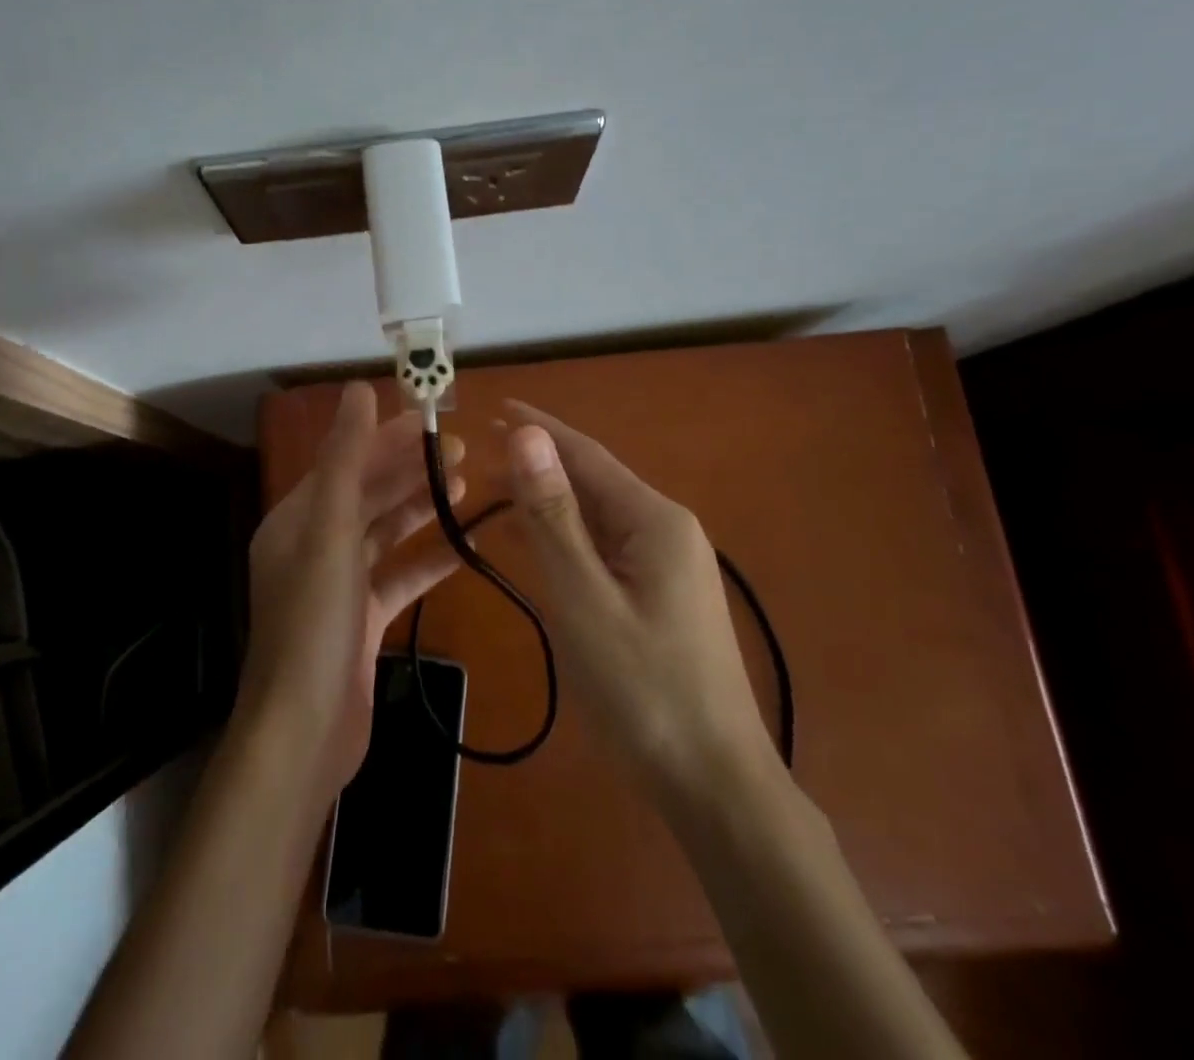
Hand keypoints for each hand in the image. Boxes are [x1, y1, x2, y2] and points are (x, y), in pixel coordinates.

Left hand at [239, 383, 463, 794]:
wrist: (305, 734)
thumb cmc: (314, 623)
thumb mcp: (329, 531)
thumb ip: (345, 459)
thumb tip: (358, 390)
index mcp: (297, 519)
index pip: (346, 462)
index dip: (387, 437)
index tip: (433, 419)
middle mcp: (314, 545)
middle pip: (368, 493)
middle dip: (411, 470)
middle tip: (463, 451)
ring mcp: (339, 585)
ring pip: (386, 533)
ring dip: (422, 508)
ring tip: (466, 485)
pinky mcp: (363, 620)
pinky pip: (400, 576)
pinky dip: (429, 560)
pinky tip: (467, 547)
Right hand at [500, 400, 776, 802]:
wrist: (714, 784)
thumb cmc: (643, 689)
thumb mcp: (584, 597)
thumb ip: (552, 515)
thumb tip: (527, 436)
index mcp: (654, 519)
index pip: (586, 454)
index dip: (538, 429)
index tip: (493, 408)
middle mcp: (666, 530)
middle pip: (592, 482)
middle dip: (538, 465)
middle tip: (479, 454)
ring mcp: (668, 566)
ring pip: (597, 517)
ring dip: (548, 502)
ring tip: (494, 491)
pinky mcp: (661, 597)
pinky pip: (605, 550)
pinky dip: (565, 539)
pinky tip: (533, 543)